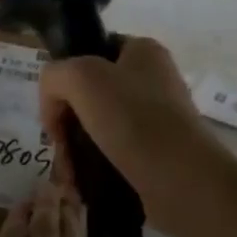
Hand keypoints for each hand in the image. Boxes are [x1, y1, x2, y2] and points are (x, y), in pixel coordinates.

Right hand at [38, 37, 226, 236]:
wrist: (183, 181)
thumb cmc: (133, 119)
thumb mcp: (81, 78)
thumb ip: (55, 76)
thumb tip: (54, 104)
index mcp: (143, 50)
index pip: (91, 51)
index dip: (66, 77)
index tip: (55, 109)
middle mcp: (154, 79)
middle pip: (92, 94)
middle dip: (68, 121)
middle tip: (58, 147)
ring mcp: (159, 119)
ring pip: (101, 128)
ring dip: (78, 149)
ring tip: (69, 175)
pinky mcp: (159, 155)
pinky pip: (116, 155)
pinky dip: (96, 169)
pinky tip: (83, 186)